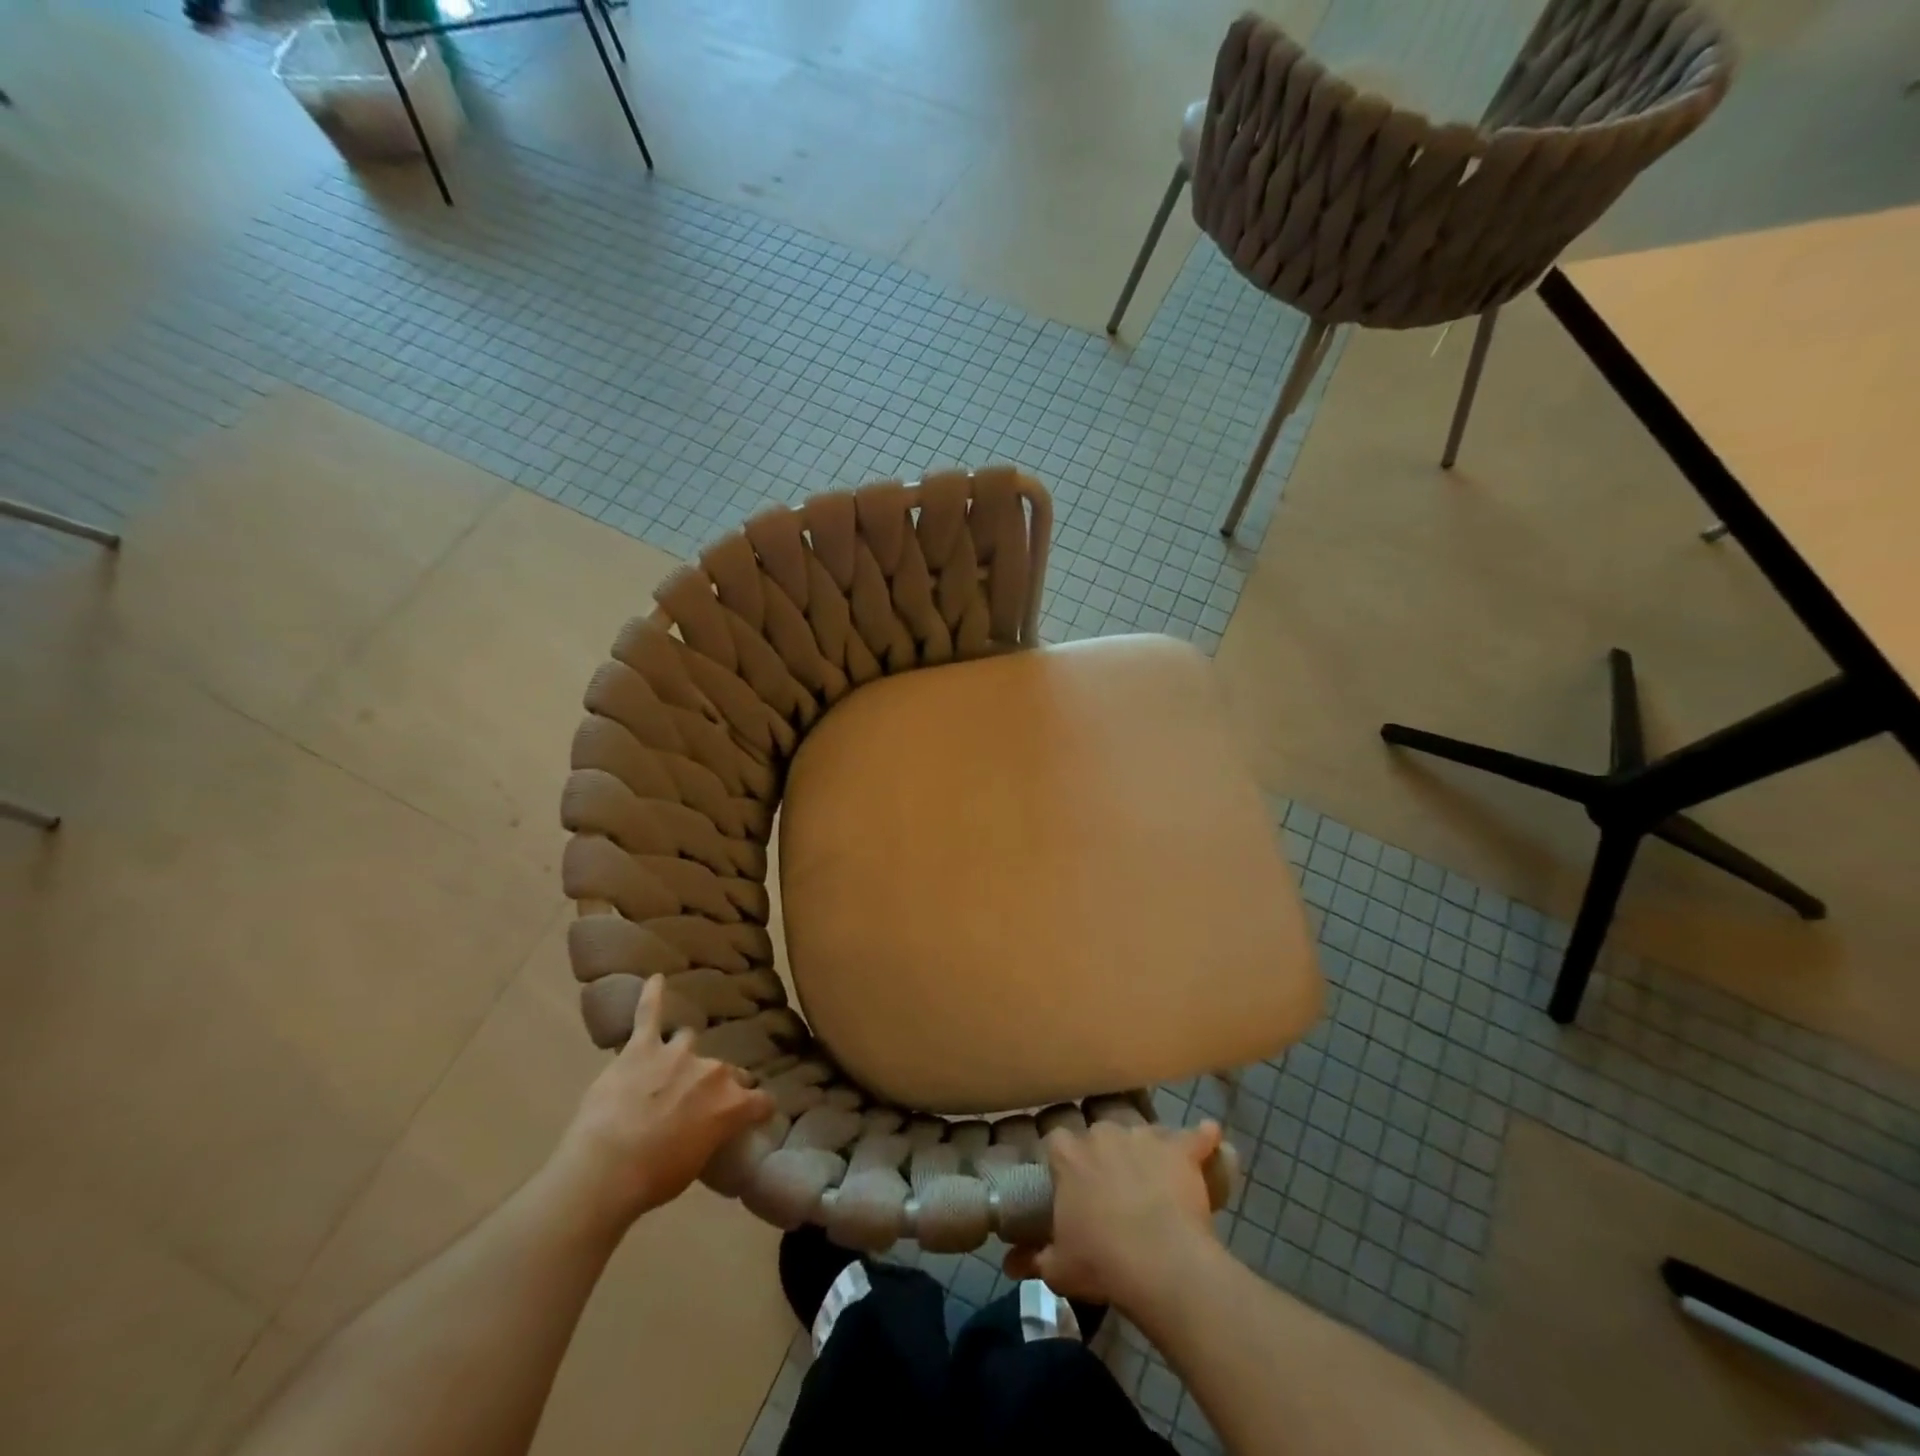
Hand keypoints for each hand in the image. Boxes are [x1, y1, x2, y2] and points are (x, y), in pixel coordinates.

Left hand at [550, 976, 774, 1230]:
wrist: (606, 1171)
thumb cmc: (653, 1179)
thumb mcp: (696, 1164)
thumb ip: (710, 1134)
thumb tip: (709, 1126)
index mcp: (731, 1104)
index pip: (761, 1100)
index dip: (758, 1108)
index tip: (755, 1112)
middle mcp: (712, 1071)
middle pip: (725, 1071)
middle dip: (714, 1084)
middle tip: (696, 1104)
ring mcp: (676, 1054)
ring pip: (688, 1041)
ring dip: (681, 1054)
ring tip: (667, 1067)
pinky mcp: (641, 1048)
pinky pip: (648, 1014)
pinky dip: (652, 995)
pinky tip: (656, 979)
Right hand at [1004, 1119, 1223, 1314]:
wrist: (1161, 1265)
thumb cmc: (1102, 1263)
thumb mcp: (1058, 1268)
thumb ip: (1032, 1259)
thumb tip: (1008, 1264)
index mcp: (1069, 1154)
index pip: (1056, 1142)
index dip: (1063, 1161)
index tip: (1068, 1183)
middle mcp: (1103, 1133)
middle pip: (1099, 1133)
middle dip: (1103, 1155)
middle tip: (1111, 1188)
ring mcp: (1144, 1136)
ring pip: (1142, 1133)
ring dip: (1145, 1150)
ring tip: (1153, 1177)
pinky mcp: (1180, 1149)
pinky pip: (1198, 1136)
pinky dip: (1204, 1138)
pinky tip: (1210, 1136)